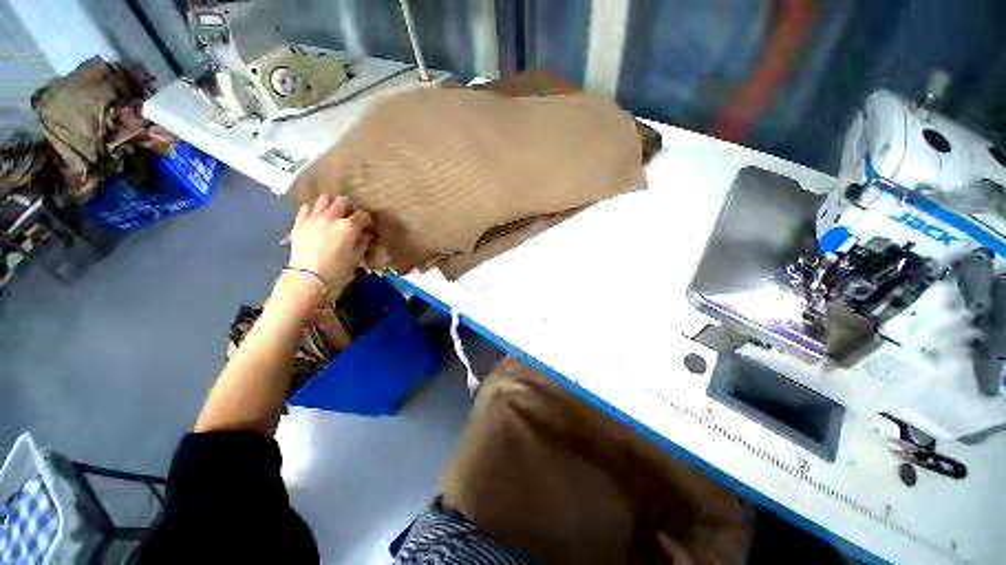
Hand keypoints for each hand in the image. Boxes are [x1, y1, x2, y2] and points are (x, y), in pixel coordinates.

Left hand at [288, 195, 371, 293]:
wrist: (308, 280)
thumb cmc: (338, 272)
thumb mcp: (356, 259)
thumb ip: (363, 243)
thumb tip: (365, 234)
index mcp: (348, 227)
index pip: (362, 215)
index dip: (367, 220)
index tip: (366, 227)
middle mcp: (331, 218)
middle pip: (343, 201)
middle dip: (350, 208)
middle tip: (350, 218)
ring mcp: (313, 218)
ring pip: (324, 199)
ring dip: (331, 205)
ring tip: (333, 215)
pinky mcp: (299, 223)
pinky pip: (306, 208)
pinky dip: (314, 210)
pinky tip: (317, 219)